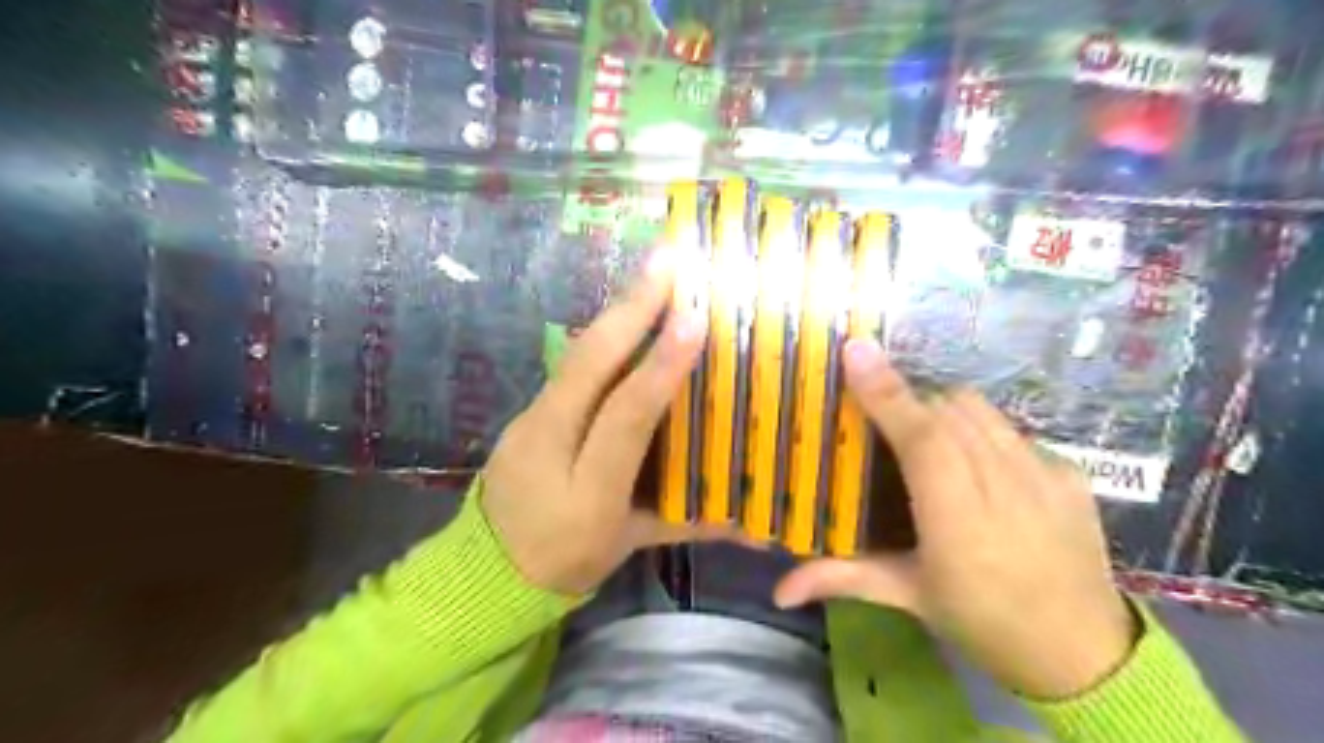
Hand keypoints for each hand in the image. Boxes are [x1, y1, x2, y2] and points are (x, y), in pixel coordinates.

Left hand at [486, 247, 733, 595]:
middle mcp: (550, 444)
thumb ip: (687, 522)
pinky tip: (625, 311)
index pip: (624, 418)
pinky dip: (600, 334)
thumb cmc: (567, 560)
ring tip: (651, 272)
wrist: (487, 569)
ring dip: (614, 311)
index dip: (658, 369)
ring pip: (574, 356)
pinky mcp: (524, 411)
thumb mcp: (627, 547)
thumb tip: (753, 521)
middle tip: (668, 259)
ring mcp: (529, 422)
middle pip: (587, 367)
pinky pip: (567, 365)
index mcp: (586, 490)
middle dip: (630, 309)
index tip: (692, 319)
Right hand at [778, 340, 1136, 699]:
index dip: (888, 393)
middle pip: (949, 410)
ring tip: (925, 438)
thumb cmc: (981, 620)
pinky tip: (974, 463)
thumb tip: (779, 590)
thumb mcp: (908, 595)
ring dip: (943, 410)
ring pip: (981, 409)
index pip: (923, 439)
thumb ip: (843, 577)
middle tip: (882, 419)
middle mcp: (1006, 486)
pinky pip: (1011, 428)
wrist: (1084, 652)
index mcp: (958, 521)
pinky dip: (980, 430)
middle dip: (909, 401)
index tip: (856, 351)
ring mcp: (1046, 474)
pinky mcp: (1072, 472)